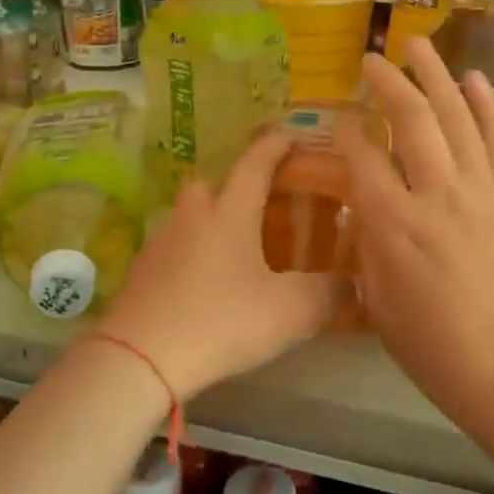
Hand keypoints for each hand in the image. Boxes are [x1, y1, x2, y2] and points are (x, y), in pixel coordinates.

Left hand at [95, 129, 340, 400]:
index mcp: (230, 214)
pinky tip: (201, 286)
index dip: (275, 147)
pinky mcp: (139, 275)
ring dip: (207, 224)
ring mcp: (159, 245)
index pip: (255, 165)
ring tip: (231, 252)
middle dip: (231, 187)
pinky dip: (187, 257)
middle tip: (255, 207)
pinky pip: (170, 251)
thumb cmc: (222, 320)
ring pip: (186, 218)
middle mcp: (192, 218)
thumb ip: (327, 294)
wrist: (140, 358)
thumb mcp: (290, 312)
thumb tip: (353, 284)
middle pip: (208, 184)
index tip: (290, 135)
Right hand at [337, 37, 493, 431]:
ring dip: (437, 76)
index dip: (347, 130)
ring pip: (458, 118)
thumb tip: (369, 213)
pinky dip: (486, 106)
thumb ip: (370, 252)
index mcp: (394, 227)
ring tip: (420, 46)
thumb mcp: (381, 309)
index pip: (363, 159)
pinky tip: (475, 80)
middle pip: (412, 121)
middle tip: (372, 57)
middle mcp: (438, 196)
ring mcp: (484, 193)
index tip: (340, 116)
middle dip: (389, 83)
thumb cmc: (441, 355)